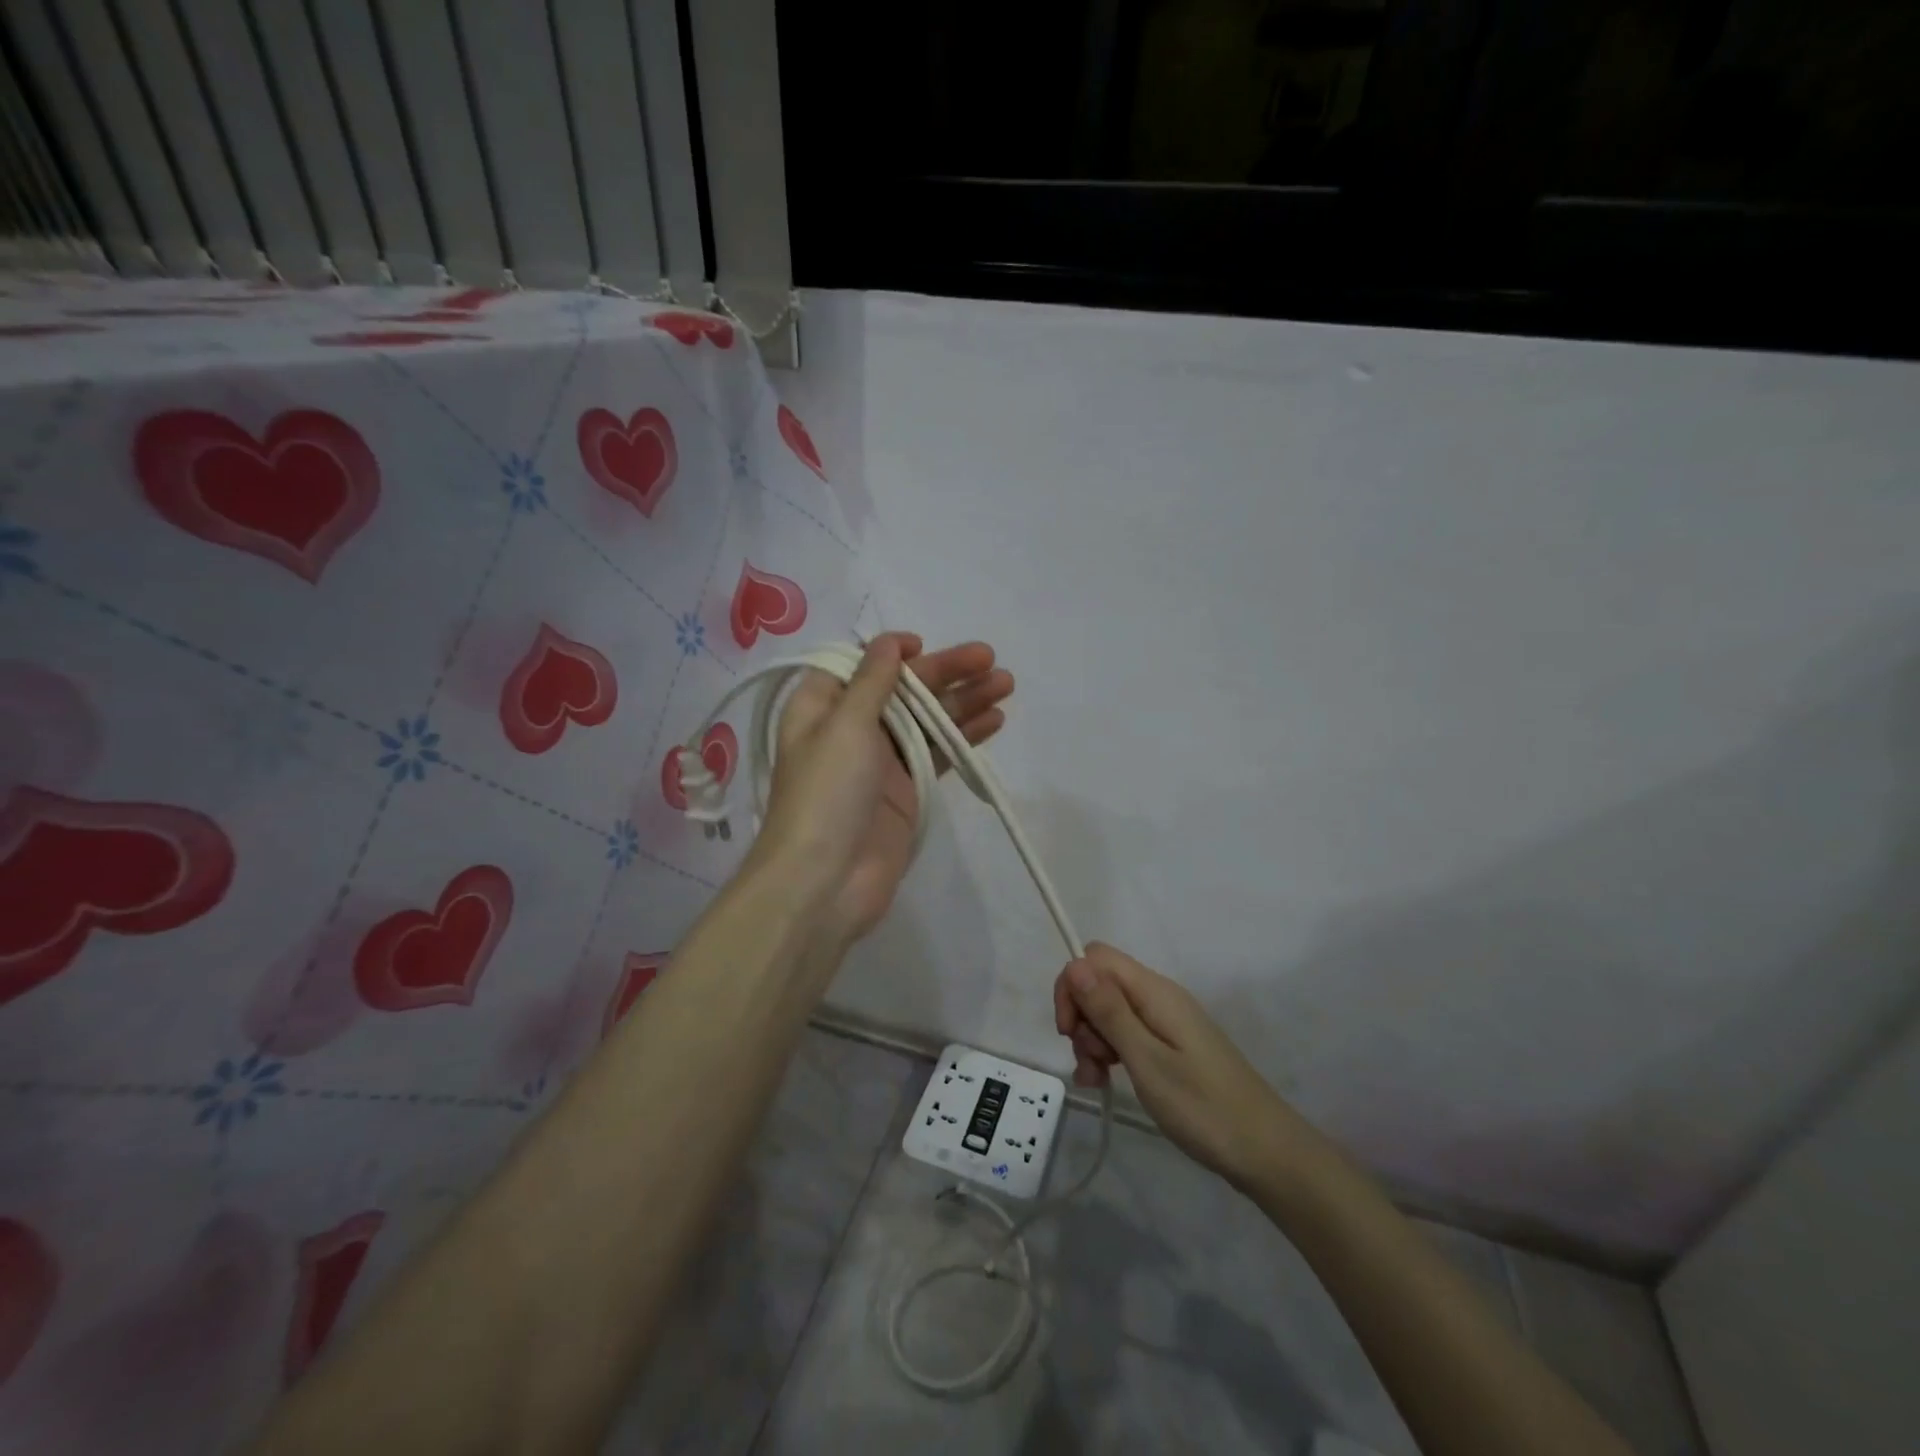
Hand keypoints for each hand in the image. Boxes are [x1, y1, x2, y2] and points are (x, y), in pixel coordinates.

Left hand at [754, 632, 1014, 946]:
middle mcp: (851, 730)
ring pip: (927, 721)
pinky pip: (939, 754)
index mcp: (822, 708)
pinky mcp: (907, 792)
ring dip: (964, 701)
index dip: (893, 654)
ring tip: (1007, 684)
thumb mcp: (843, 725)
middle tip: (991, 660)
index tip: (923, 647)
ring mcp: (882, 763)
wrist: (825, 882)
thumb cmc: (826, 794)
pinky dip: (964, 737)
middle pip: (903, 691)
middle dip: (945, 673)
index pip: (861, 667)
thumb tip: (889, 643)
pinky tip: (995, 720)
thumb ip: (872, 683)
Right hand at [1053, 943, 1303, 1190]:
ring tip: (1097, 1081)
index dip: (1073, 986)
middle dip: (1082, 1018)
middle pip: (1100, 983)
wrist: (1265, 1152)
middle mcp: (1159, 996)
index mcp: (1155, 991)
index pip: (1095, 958)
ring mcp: (1166, 1021)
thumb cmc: (1203, 1107)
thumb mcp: (1147, 1060)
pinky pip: (1127, 1033)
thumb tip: (1074, 964)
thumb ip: (1109, 1011)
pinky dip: (1110, 1053)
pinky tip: (1105, 1082)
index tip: (1069, 1031)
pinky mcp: (1170, 1045)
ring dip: (1093, 1040)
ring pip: (1110, 1011)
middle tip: (1090, 1062)